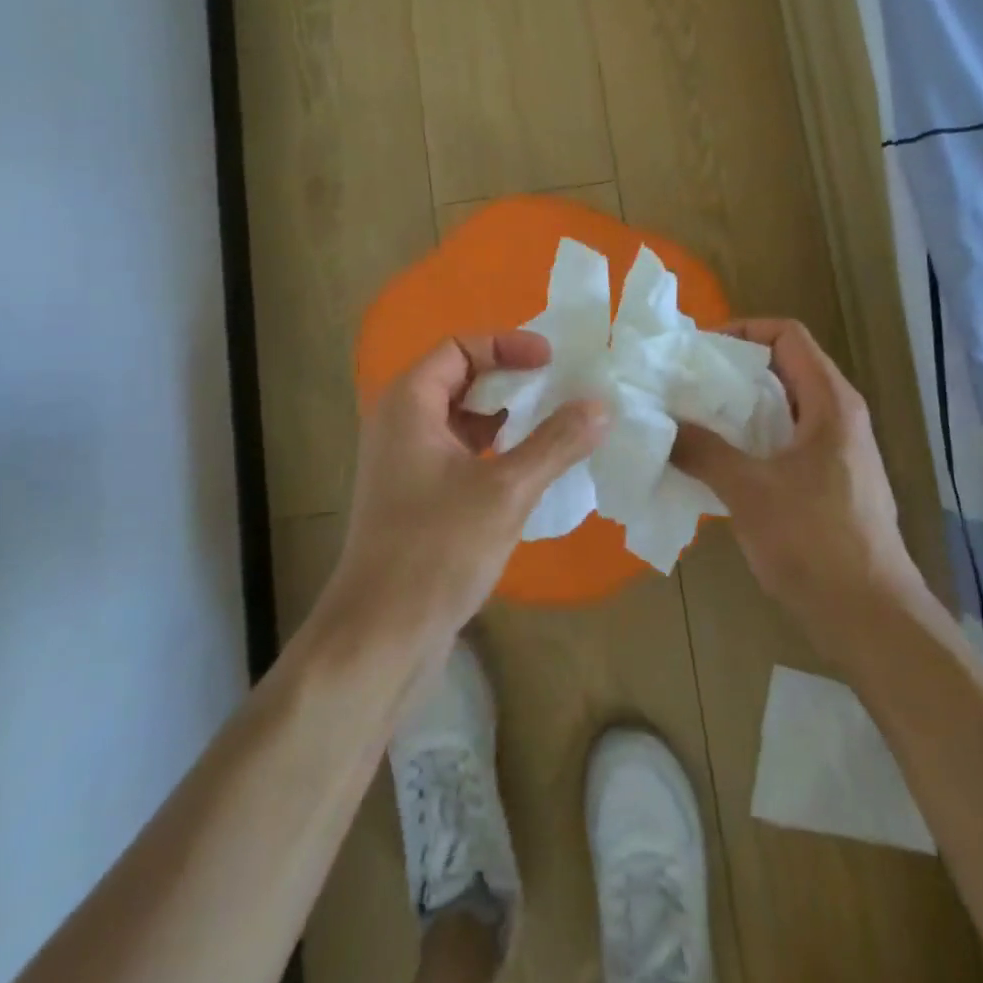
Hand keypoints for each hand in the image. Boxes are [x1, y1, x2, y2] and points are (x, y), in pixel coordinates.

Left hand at [320, 331, 608, 644]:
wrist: (381, 636)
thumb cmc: (436, 550)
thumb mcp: (506, 491)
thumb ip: (556, 442)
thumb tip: (601, 405)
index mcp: (409, 404)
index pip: (459, 347)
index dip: (507, 345)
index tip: (552, 361)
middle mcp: (401, 424)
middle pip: (461, 379)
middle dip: (513, 380)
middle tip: (562, 388)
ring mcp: (406, 463)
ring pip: (464, 420)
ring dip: (508, 417)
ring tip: (558, 425)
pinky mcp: (417, 497)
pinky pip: (462, 453)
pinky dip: (497, 450)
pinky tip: (533, 468)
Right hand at [671, 319, 924, 662]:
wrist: (873, 619)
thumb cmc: (815, 543)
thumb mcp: (750, 492)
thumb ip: (704, 451)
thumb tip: (662, 424)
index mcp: (830, 402)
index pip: (788, 334)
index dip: (743, 330)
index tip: (699, 353)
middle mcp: (840, 416)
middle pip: (784, 367)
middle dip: (733, 372)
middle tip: (685, 386)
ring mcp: (838, 451)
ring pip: (783, 407)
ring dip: (739, 408)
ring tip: (693, 421)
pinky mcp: (832, 482)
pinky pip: (786, 441)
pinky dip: (752, 439)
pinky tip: (719, 463)